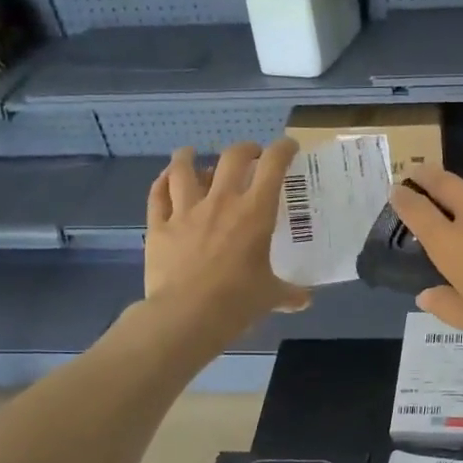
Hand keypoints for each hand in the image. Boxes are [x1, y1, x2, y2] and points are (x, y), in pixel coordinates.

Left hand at [144, 140, 307, 329]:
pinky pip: (157, 195)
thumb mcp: (270, 297)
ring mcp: (186, 211)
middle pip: (232, 158)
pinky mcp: (159, 226)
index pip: (273, 166)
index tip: (288, 146)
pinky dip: (161, 183)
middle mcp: (221, 202)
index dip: (282, 149)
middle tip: (250, 154)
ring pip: (184, 169)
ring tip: (192, 154)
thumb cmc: (237, 302)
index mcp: (255, 213)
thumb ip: (289, 294)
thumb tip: (305, 300)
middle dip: (245, 149)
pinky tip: (165, 180)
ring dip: (189, 157)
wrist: (186, 315)